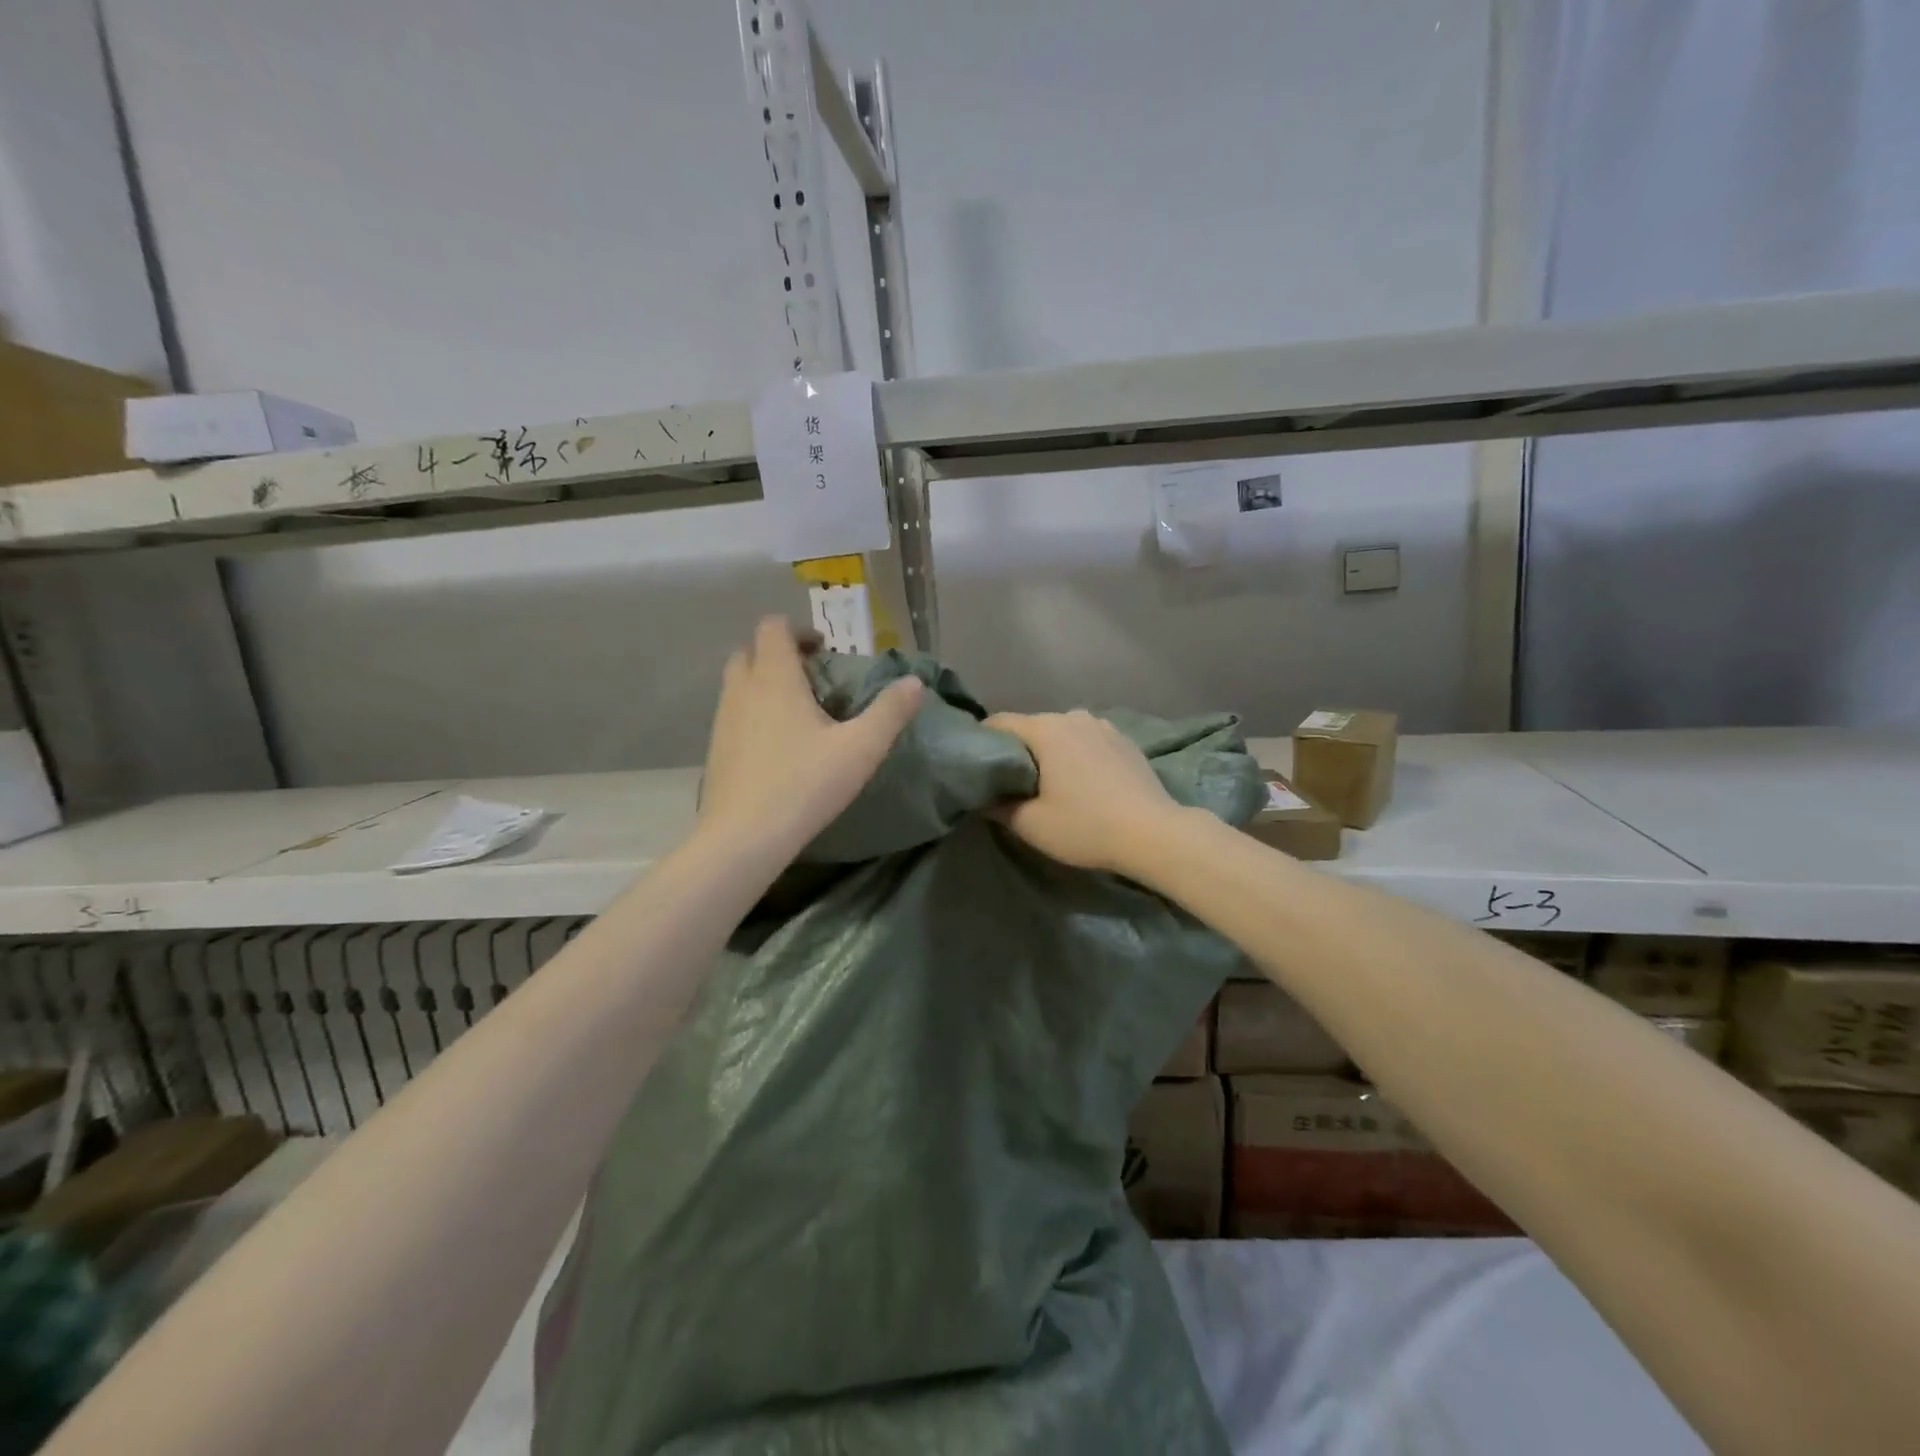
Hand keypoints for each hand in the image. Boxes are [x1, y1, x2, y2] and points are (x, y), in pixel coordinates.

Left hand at [697, 618, 923, 860]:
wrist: (744, 836)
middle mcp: (742, 690)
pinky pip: (733, 714)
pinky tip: (778, 746)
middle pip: (751, 651)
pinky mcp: (715, 749)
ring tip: (798, 713)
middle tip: (812, 678)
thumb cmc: (805, 784)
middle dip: (779, 655)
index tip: (825, 651)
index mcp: (774, 678)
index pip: (773, 628)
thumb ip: (890, 712)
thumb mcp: (861, 748)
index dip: (799, 631)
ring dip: (765, 684)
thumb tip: (915, 682)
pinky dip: (753, 713)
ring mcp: (722, 720)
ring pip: (739, 683)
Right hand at [985, 710, 1184, 875]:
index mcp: (1045, 729)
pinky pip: (1087, 741)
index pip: (999, 723)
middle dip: (1017, 750)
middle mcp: (1073, 717)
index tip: (977, 767)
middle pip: (1031, 727)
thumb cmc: (1086, 826)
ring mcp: (1103, 725)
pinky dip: (1077, 755)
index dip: (982, 743)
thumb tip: (983, 797)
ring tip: (1048, 782)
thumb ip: (998, 807)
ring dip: (1050, 752)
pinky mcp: (1124, 740)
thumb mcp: (1031, 825)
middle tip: (1010, 783)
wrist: (1155, 834)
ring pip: (1061, 733)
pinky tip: (1082, 781)